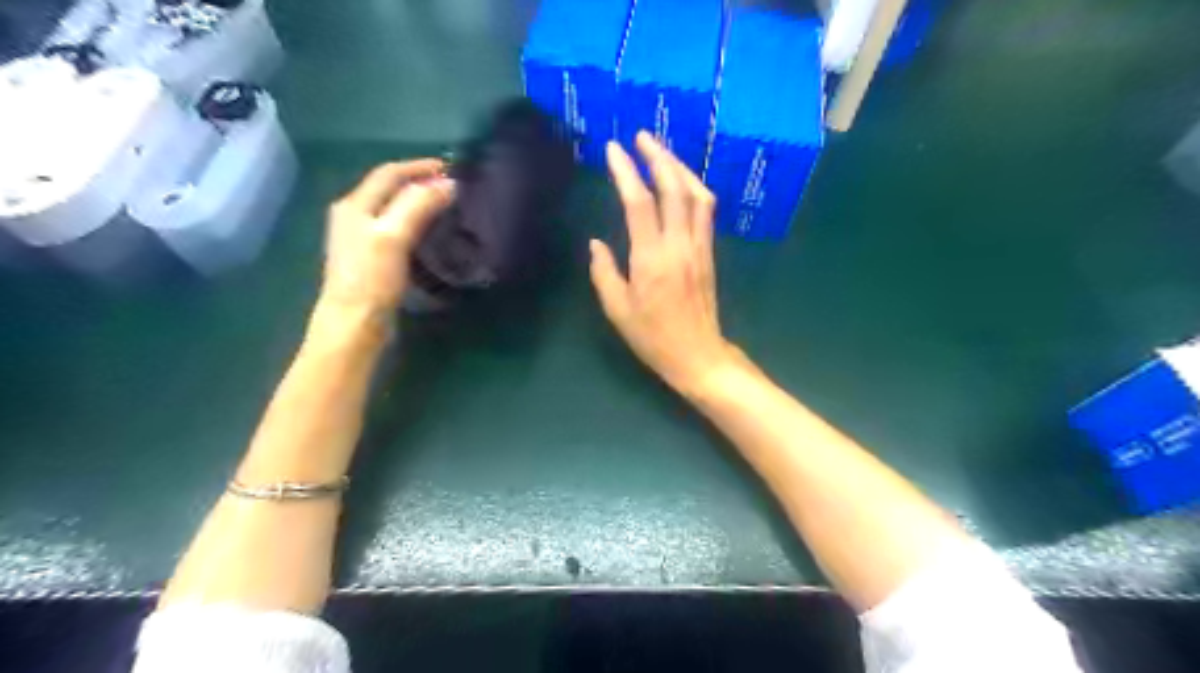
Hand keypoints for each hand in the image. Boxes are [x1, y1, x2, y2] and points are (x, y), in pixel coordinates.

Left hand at [320, 158, 453, 314]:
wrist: (355, 324)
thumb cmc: (371, 279)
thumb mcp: (393, 235)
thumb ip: (418, 205)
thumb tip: (449, 184)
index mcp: (355, 205)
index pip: (390, 173)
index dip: (420, 167)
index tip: (454, 169)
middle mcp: (355, 215)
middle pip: (390, 188)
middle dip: (421, 182)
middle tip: (454, 187)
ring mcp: (362, 238)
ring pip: (395, 208)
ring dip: (421, 202)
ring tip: (448, 206)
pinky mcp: (373, 259)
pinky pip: (398, 228)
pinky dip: (418, 222)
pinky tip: (433, 233)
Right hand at [589, 129, 747, 396]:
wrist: (698, 355)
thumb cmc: (653, 337)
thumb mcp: (618, 310)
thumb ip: (604, 272)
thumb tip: (596, 242)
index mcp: (652, 259)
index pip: (639, 203)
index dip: (626, 172)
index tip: (613, 149)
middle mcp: (679, 246)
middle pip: (674, 188)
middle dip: (658, 156)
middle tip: (641, 136)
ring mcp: (699, 247)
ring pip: (697, 195)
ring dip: (680, 168)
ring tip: (662, 152)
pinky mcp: (709, 253)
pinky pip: (705, 211)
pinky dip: (693, 188)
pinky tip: (682, 182)